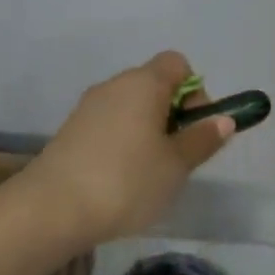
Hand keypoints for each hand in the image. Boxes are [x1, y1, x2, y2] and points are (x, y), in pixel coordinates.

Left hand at [27, 51, 233, 249]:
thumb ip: (202, 139)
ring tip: (150, 173)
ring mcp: (88, 107)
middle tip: (178, 156)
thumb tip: (224, 119)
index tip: (195, 128)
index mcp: (144, 83)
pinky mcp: (70, 131)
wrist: (50, 210)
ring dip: (148, 131)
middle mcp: (115, 85)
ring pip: (131, 107)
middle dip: (173, 114)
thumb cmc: (126, 181)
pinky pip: (109, 125)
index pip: (178, 64)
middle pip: (155, 85)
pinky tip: (121, 179)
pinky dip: (122, 142)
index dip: (195, 91)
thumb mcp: (176, 165)